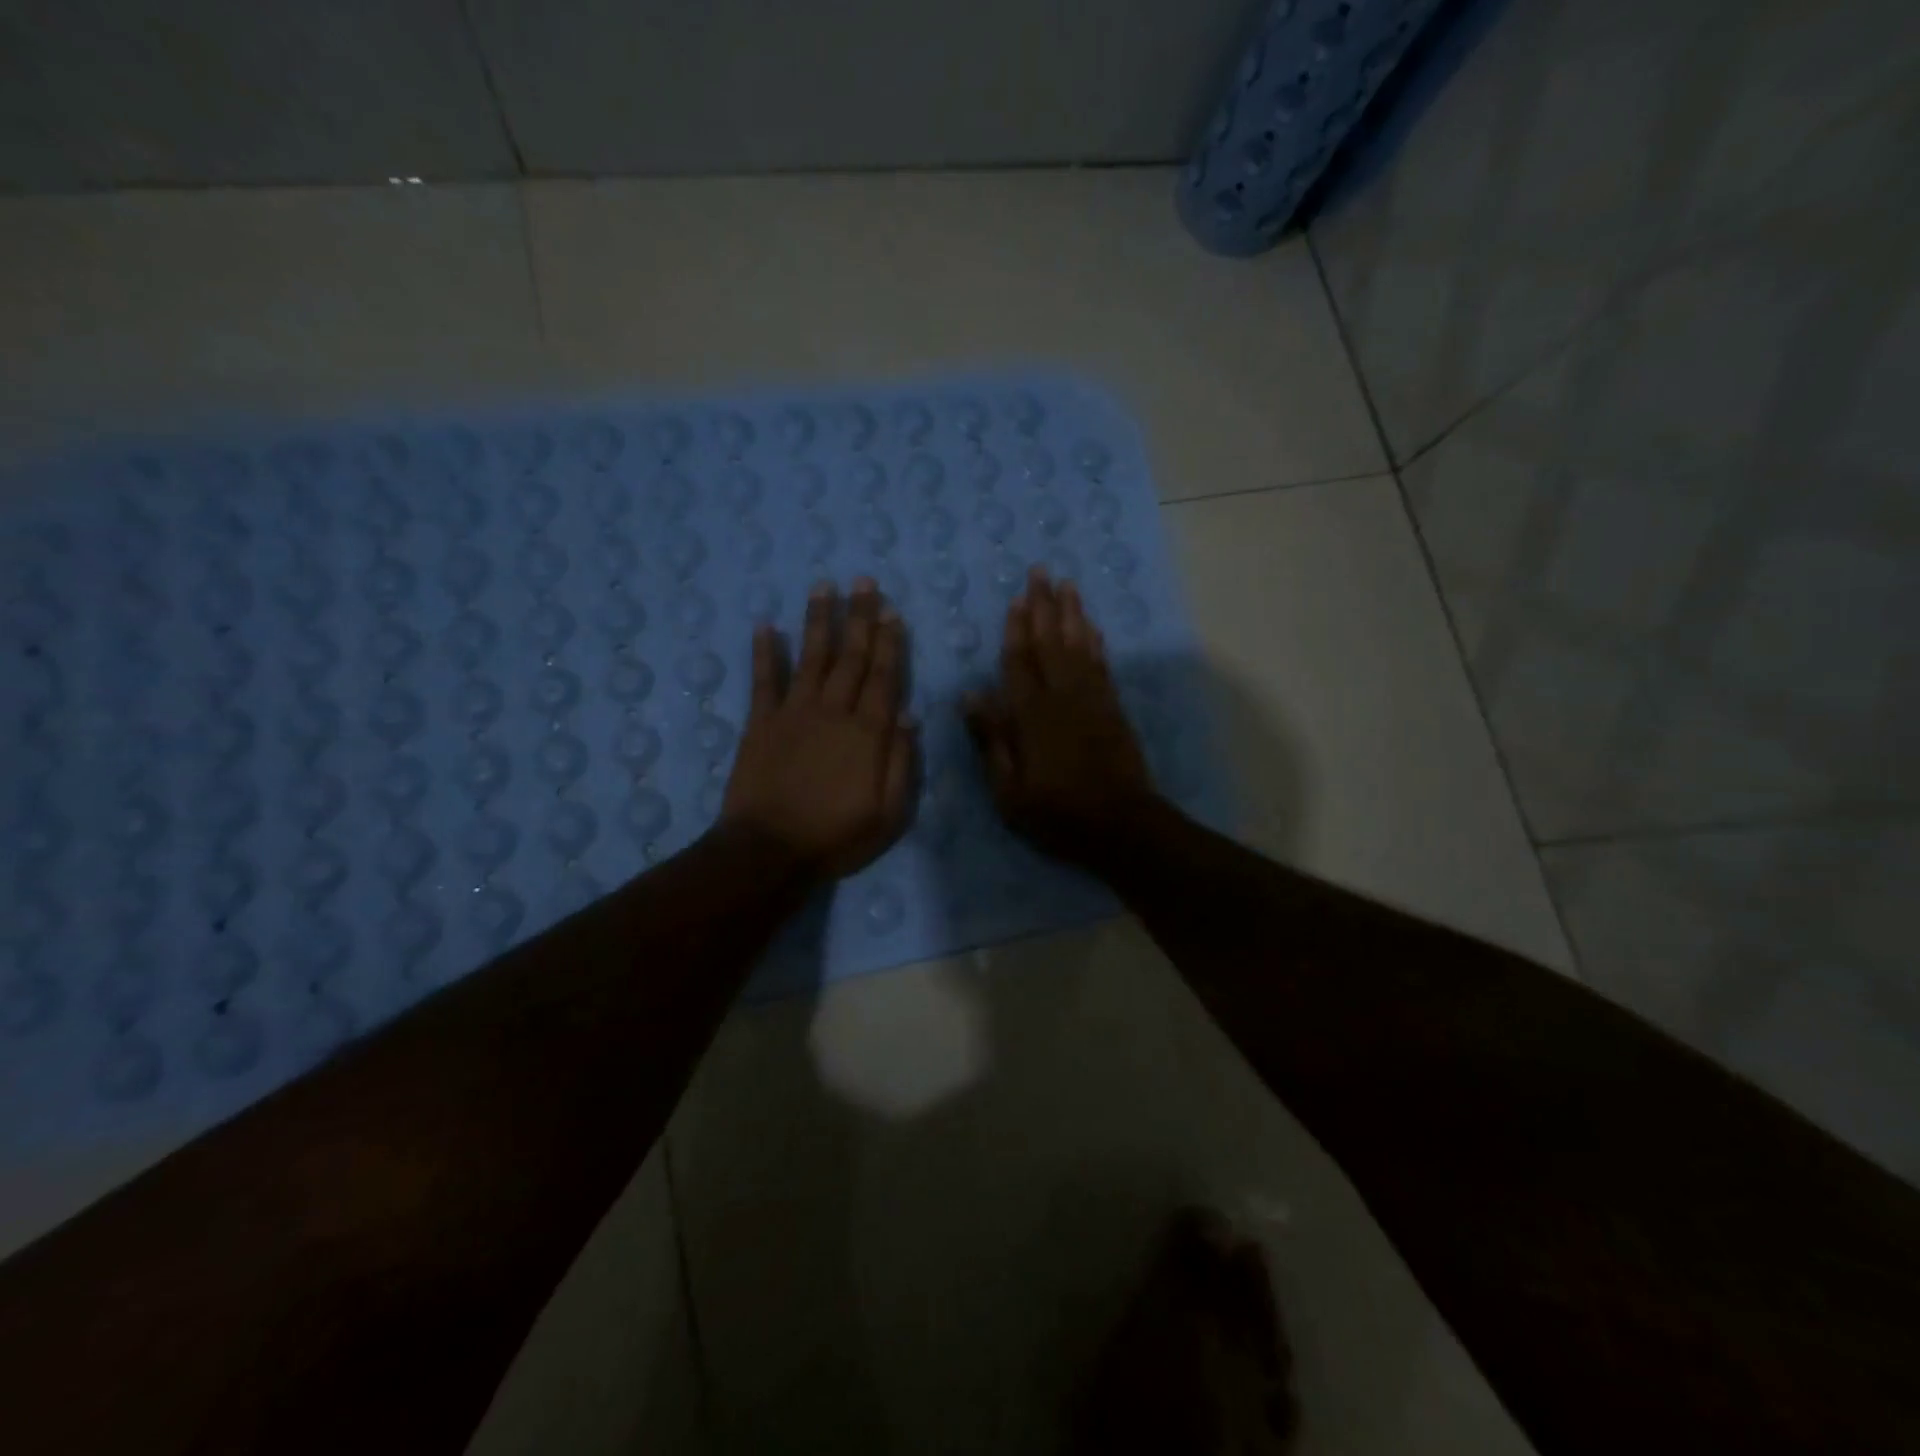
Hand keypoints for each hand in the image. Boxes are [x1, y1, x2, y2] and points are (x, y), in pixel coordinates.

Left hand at [721, 578, 915, 879]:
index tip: (892, 611)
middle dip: (859, 617)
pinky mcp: (760, 723)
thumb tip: (909, 715)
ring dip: (818, 620)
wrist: (769, 851)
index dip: (889, 643)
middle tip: (864, 581)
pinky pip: (763, 680)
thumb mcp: (889, 814)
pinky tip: (765, 626)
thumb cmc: (836, 837)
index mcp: (868, 733)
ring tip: (824, 586)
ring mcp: (794, 713)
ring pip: (811, 657)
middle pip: (850, 657)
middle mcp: (833, 711)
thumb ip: (901, 762)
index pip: (883, 677)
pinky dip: (764, 652)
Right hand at [964, 569, 1158, 866]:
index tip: (1015, 598)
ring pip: (1079, 646)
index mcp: (1031, 716)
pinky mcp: (1113, 708)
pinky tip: (1091, 625)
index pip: (1019, 662)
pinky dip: (1096, 642)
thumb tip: (971, 695)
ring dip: (1072, 613)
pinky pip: (1102, 665)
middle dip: (1044, 606)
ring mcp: (1092, 700)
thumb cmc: (1058, 813)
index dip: (1016, 629)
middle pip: (1050, 642)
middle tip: (1041, 572)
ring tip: (1067, 585)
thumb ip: (993, 740)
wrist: (1121, 825)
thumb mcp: (1010, 790)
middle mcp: (1062, 697)